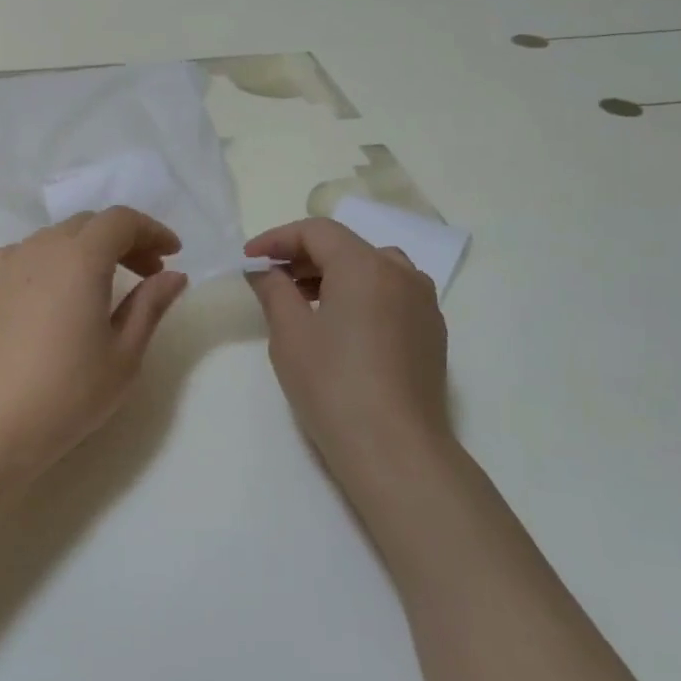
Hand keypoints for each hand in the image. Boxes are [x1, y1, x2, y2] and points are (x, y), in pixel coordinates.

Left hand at [0, 207, 189, 477]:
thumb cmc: (69, 393)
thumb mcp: (124, 354)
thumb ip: (150, 305)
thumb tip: (173, 275)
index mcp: (80, 258)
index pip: (121, 221)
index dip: (152, 230)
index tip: (172, 254)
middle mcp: (41, 247)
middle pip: (88, 225)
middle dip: (123, 241)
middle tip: (146, 273)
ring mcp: (6, 262)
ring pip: (56, 238)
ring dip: (86, 250)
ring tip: (102, 287)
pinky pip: (24, 254)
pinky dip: (49, 262)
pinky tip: (53, 293)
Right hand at [244, 218, 452, 479]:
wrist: (394, 448)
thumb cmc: (332, 385)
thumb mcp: (290, 334)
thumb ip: (274, 290)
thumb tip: (263, 270)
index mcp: (366, 266)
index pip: (317, 232)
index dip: (278, 239)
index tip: (249, 259)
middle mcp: (402, 273)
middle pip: (347, 247)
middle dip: (304, 257)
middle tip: (270, 279)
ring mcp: (424, 303)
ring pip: (373, 269)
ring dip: (334, 275)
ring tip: (302, 301)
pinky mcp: (432, 331)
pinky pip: (391, 294)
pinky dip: (360, 295)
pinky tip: (339, 325)